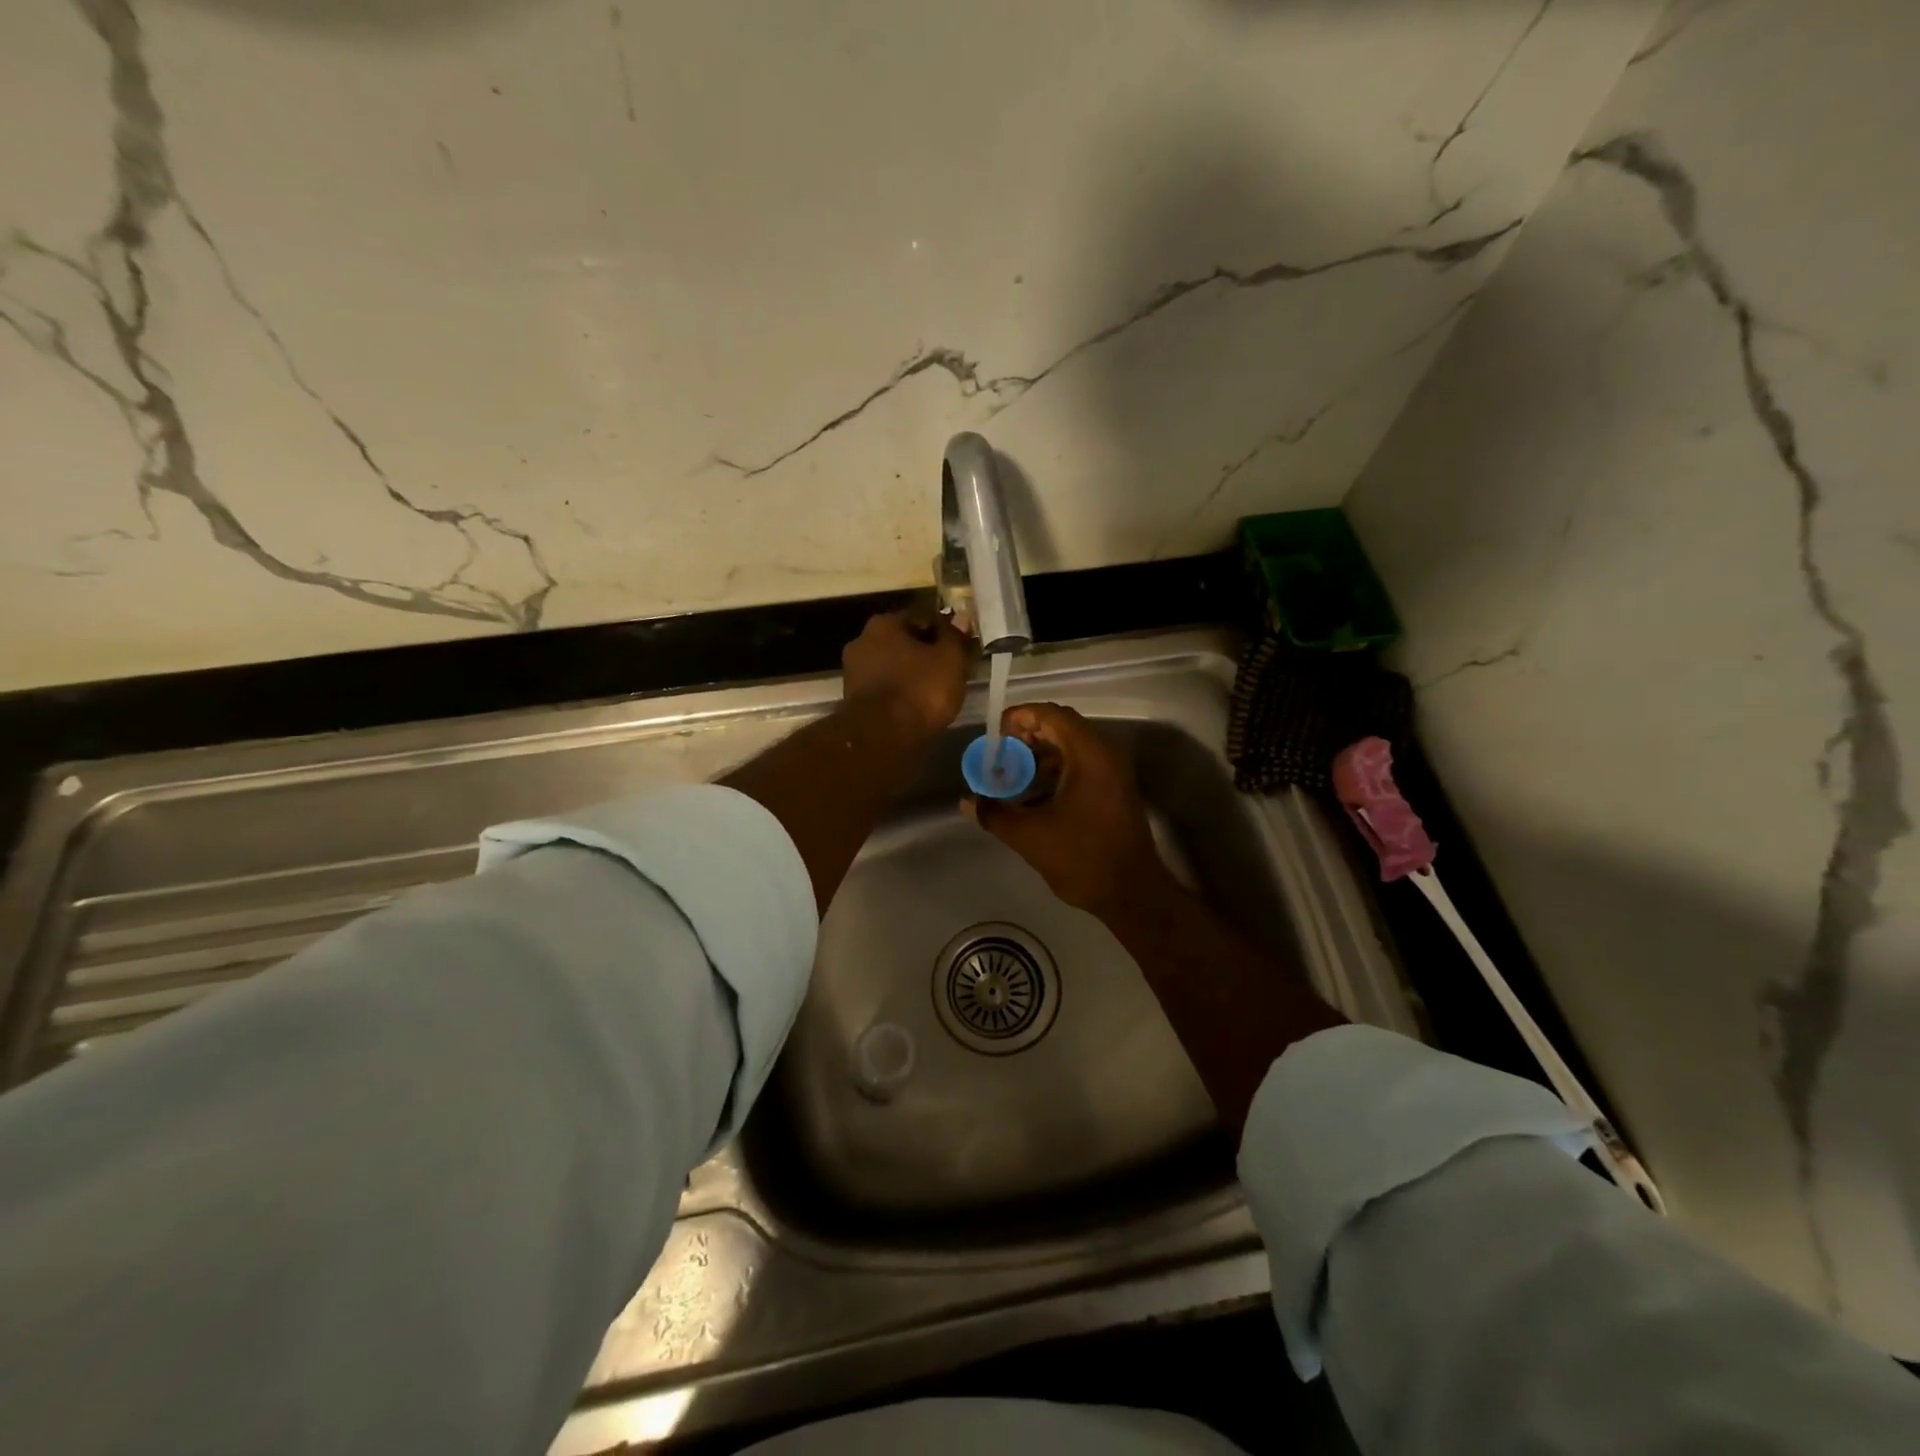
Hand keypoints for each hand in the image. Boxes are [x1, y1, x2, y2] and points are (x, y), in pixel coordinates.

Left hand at [841, 609, 972, 744]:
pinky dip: (900, 693)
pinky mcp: (853, 699)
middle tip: (949, 670)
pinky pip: (885, 688)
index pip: (922, 618)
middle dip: (925, 653)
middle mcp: (862, 640)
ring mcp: (854, 671)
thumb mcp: (950, 660)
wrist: (882, 737)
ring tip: (935, 691)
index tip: (960, 648)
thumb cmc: (919, 690)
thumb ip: (955, 637)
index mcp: (884, 623)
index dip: (944, 632)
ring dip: (911, 674)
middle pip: (904, 642)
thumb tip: (960, 618)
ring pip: (893, 666)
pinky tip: (916, 705)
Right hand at [963, 702, 1171, 914]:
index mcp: (1089, 754)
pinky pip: (1081, 765)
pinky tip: (1033, 794)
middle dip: (1026, 736)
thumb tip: (968, 801)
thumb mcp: (1029, 836)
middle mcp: (1105, 754)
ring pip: (1071, 747)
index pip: (1051, 715)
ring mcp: (1113, 772)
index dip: (1019, 717)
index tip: (994, 734)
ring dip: (1040, 755)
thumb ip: (993, 814)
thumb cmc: (1081, 857)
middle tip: (999, 754)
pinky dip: (1055, 770)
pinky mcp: (1114, 789)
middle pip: (1061, 727)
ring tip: (1011, 774)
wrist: (1132, 892)